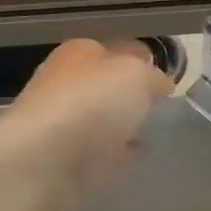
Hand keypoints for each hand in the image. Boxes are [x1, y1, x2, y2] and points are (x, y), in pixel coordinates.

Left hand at [0, 39, 174, 210]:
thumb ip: (153, 77)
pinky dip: (116, 154)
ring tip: (152, 131)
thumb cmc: (90, 103)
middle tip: (160, 106)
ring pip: (101, 118)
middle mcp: (67, 83)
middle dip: (130, 93)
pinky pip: (99, 153)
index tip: (167, 77)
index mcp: (80, 53)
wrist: (43, 161)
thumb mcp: (136, 75)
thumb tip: (159, 84)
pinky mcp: (63, 161)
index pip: (118, 49)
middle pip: (106, 85)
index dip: (143, 60)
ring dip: (122, 124)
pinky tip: (135, 158)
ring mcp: (63, 124)